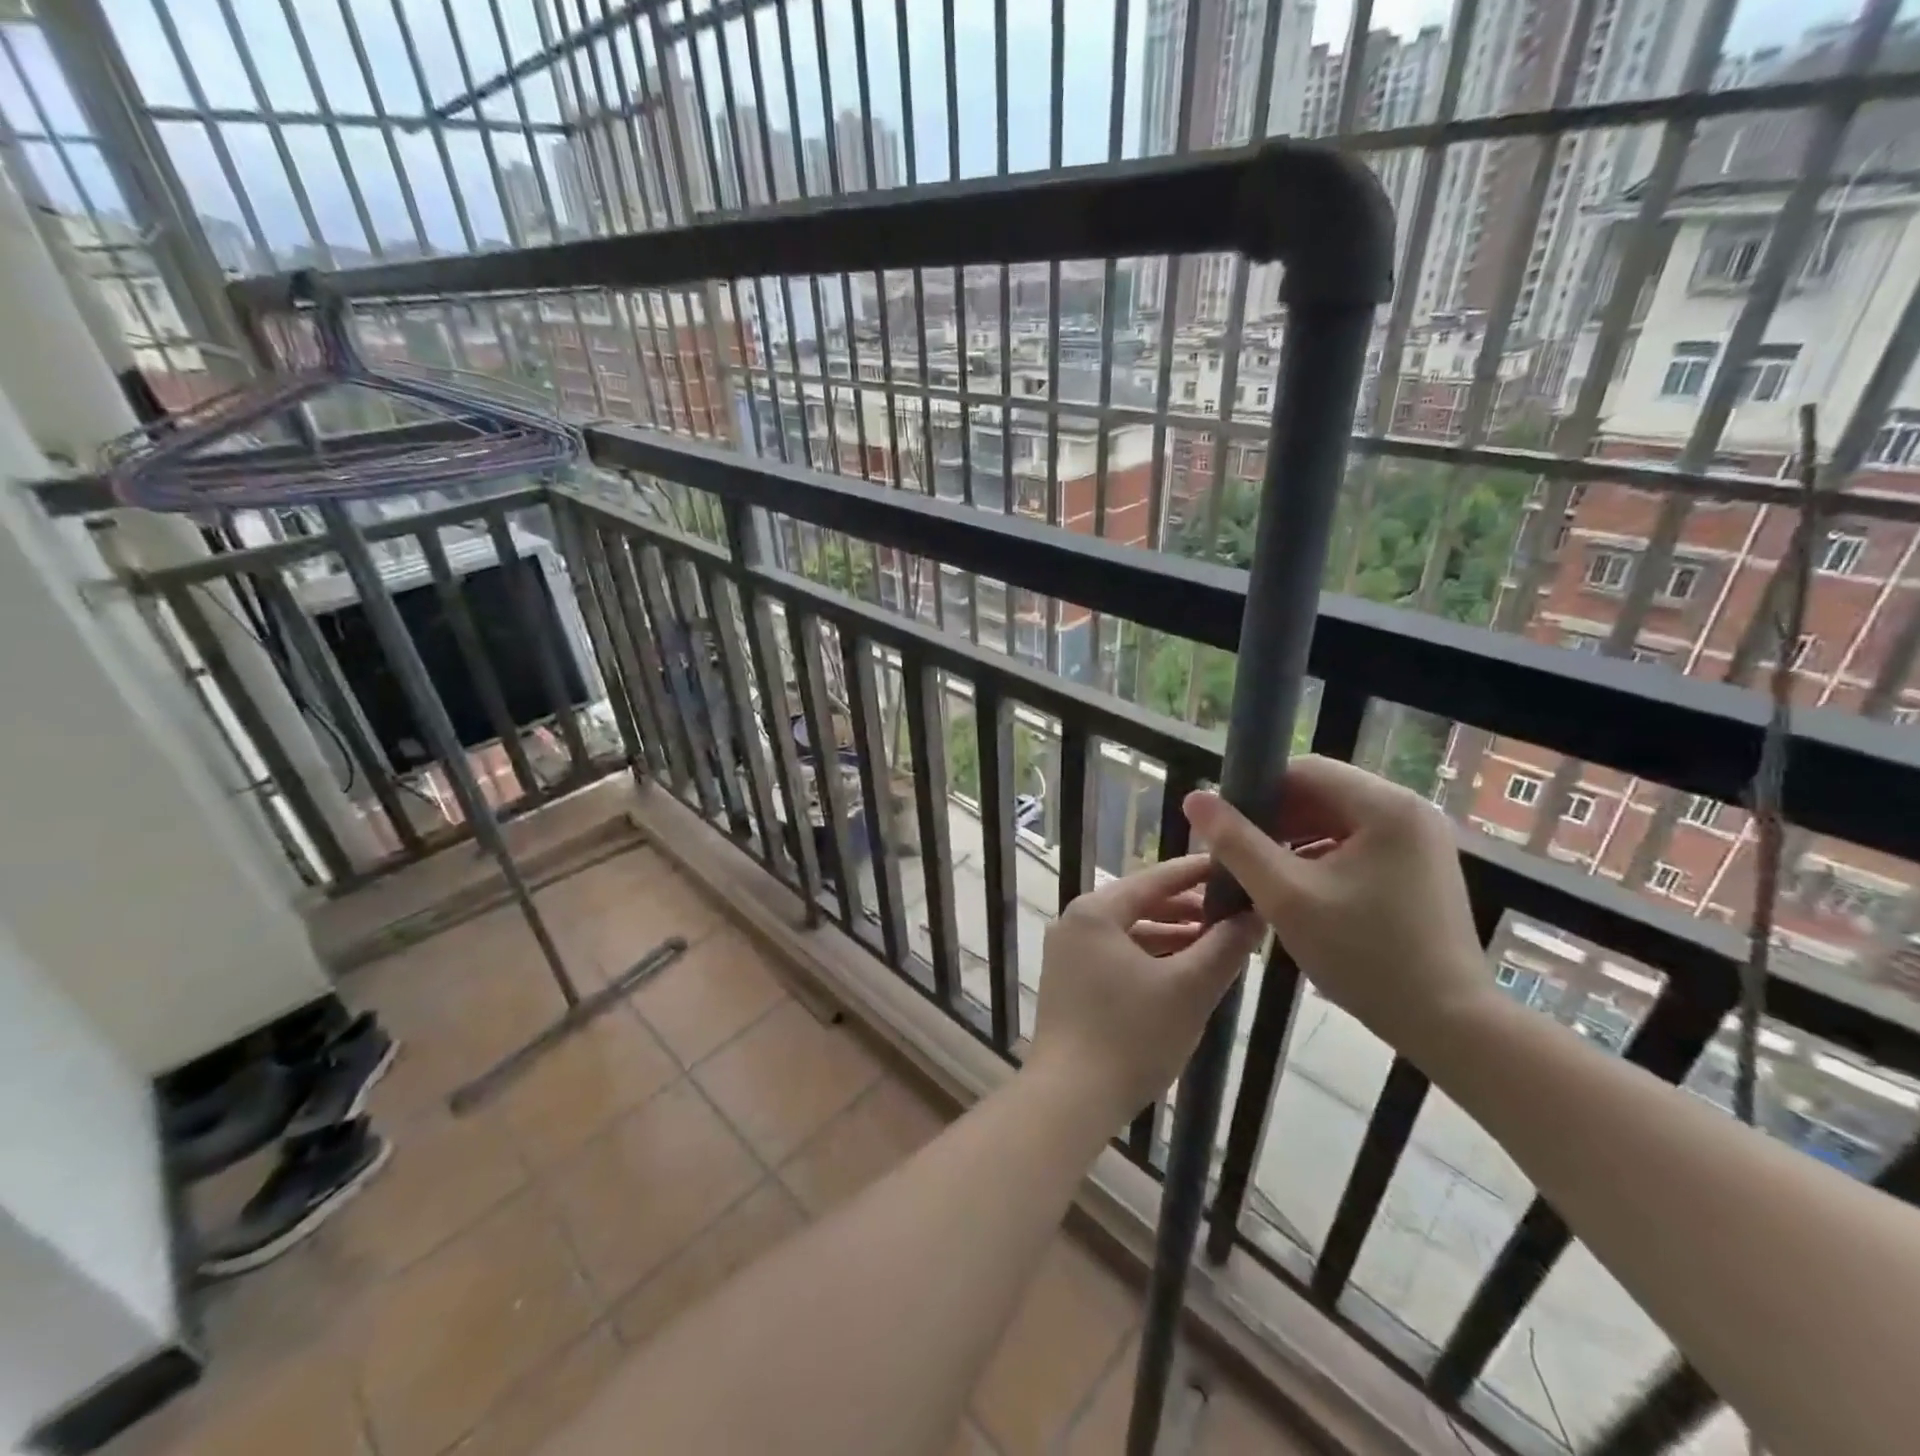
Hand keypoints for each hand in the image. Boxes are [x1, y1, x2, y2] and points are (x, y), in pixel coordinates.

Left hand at [1028, 855, 1263, 1124]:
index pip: (1156, 879)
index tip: (1235, 867)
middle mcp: (1076, 922)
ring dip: (1173, 937)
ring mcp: (1069, 953)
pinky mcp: (1071, 982)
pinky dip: (1152, 959)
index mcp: (1096, 911)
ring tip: (1219, 944)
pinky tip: (1185, 973)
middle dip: (1189, 910)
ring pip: (1131, 933)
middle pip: (1142, 904)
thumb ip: (1224, 947)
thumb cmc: (1131, 1035)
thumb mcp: (1189, 989)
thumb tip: (1255, 915)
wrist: (1070, 1098)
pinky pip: (1119, 956)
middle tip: (1236, 915)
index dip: (1198, 873)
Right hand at [1183, 757, 1491, 1065]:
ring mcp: (1420, 839)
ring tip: (1260, 873)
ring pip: (1337, 819)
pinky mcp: (1419, 866)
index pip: (1305, 770)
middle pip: (1322, 793)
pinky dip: (1322, 856)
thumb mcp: (1285, 896)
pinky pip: (1357, 843)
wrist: (1448, 1024)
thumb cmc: (1363, 955)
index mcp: (1386, 806)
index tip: (1226, 826)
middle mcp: (1410, 810)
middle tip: (1237, 854)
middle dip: (1275, 819)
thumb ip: (1236, 843)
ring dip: (1295, 839)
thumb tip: (1194, 798)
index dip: (1258, 791)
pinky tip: (1297, 888)